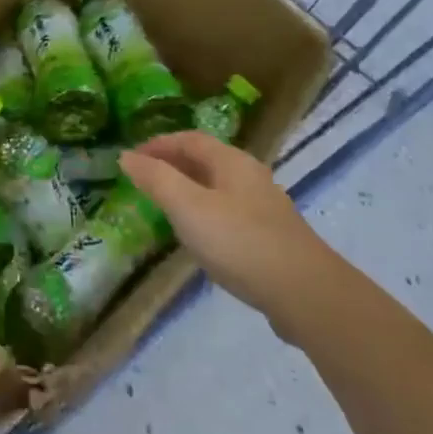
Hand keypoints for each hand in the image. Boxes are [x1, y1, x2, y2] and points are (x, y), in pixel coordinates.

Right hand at [120, 132, 333, 323]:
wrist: (306, 295)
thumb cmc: (239, 241)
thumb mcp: (187, 206)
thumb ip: (156, 179)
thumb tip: (126, 156)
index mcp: (231, 161)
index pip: (188, 139)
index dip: (158, 144)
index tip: (131, 158)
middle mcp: (250, 176)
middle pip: (206, 160)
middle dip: (172, 165)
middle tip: (144, 181)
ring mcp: (265, 207)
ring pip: (218, 187)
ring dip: (189, 190)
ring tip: (166, 207)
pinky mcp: (273, 237)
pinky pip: (230, 212)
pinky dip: (206, 213)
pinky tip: (201, 237)